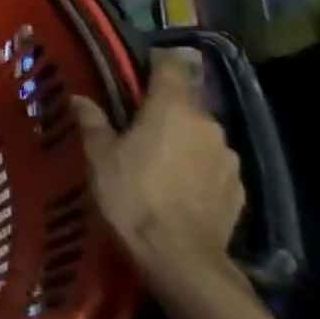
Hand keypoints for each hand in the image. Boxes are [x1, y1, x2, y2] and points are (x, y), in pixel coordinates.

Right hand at [75, 48, 243, 277]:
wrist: (180, 258)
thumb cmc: (132, 196)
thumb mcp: (99, 157)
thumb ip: (93, 122)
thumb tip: (81, 98)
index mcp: (172, 108)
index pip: (172, 65)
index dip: (157, 61)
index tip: (139, 67)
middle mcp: (207, 124)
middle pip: (186, 102)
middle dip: (164, 108)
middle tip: (136, 124)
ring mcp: (228, 157)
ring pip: (200, 135)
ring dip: (181, 139)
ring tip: (156, 160)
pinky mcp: (238, 188)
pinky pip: (212, 165)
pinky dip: (195, 167)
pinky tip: (177, 187)